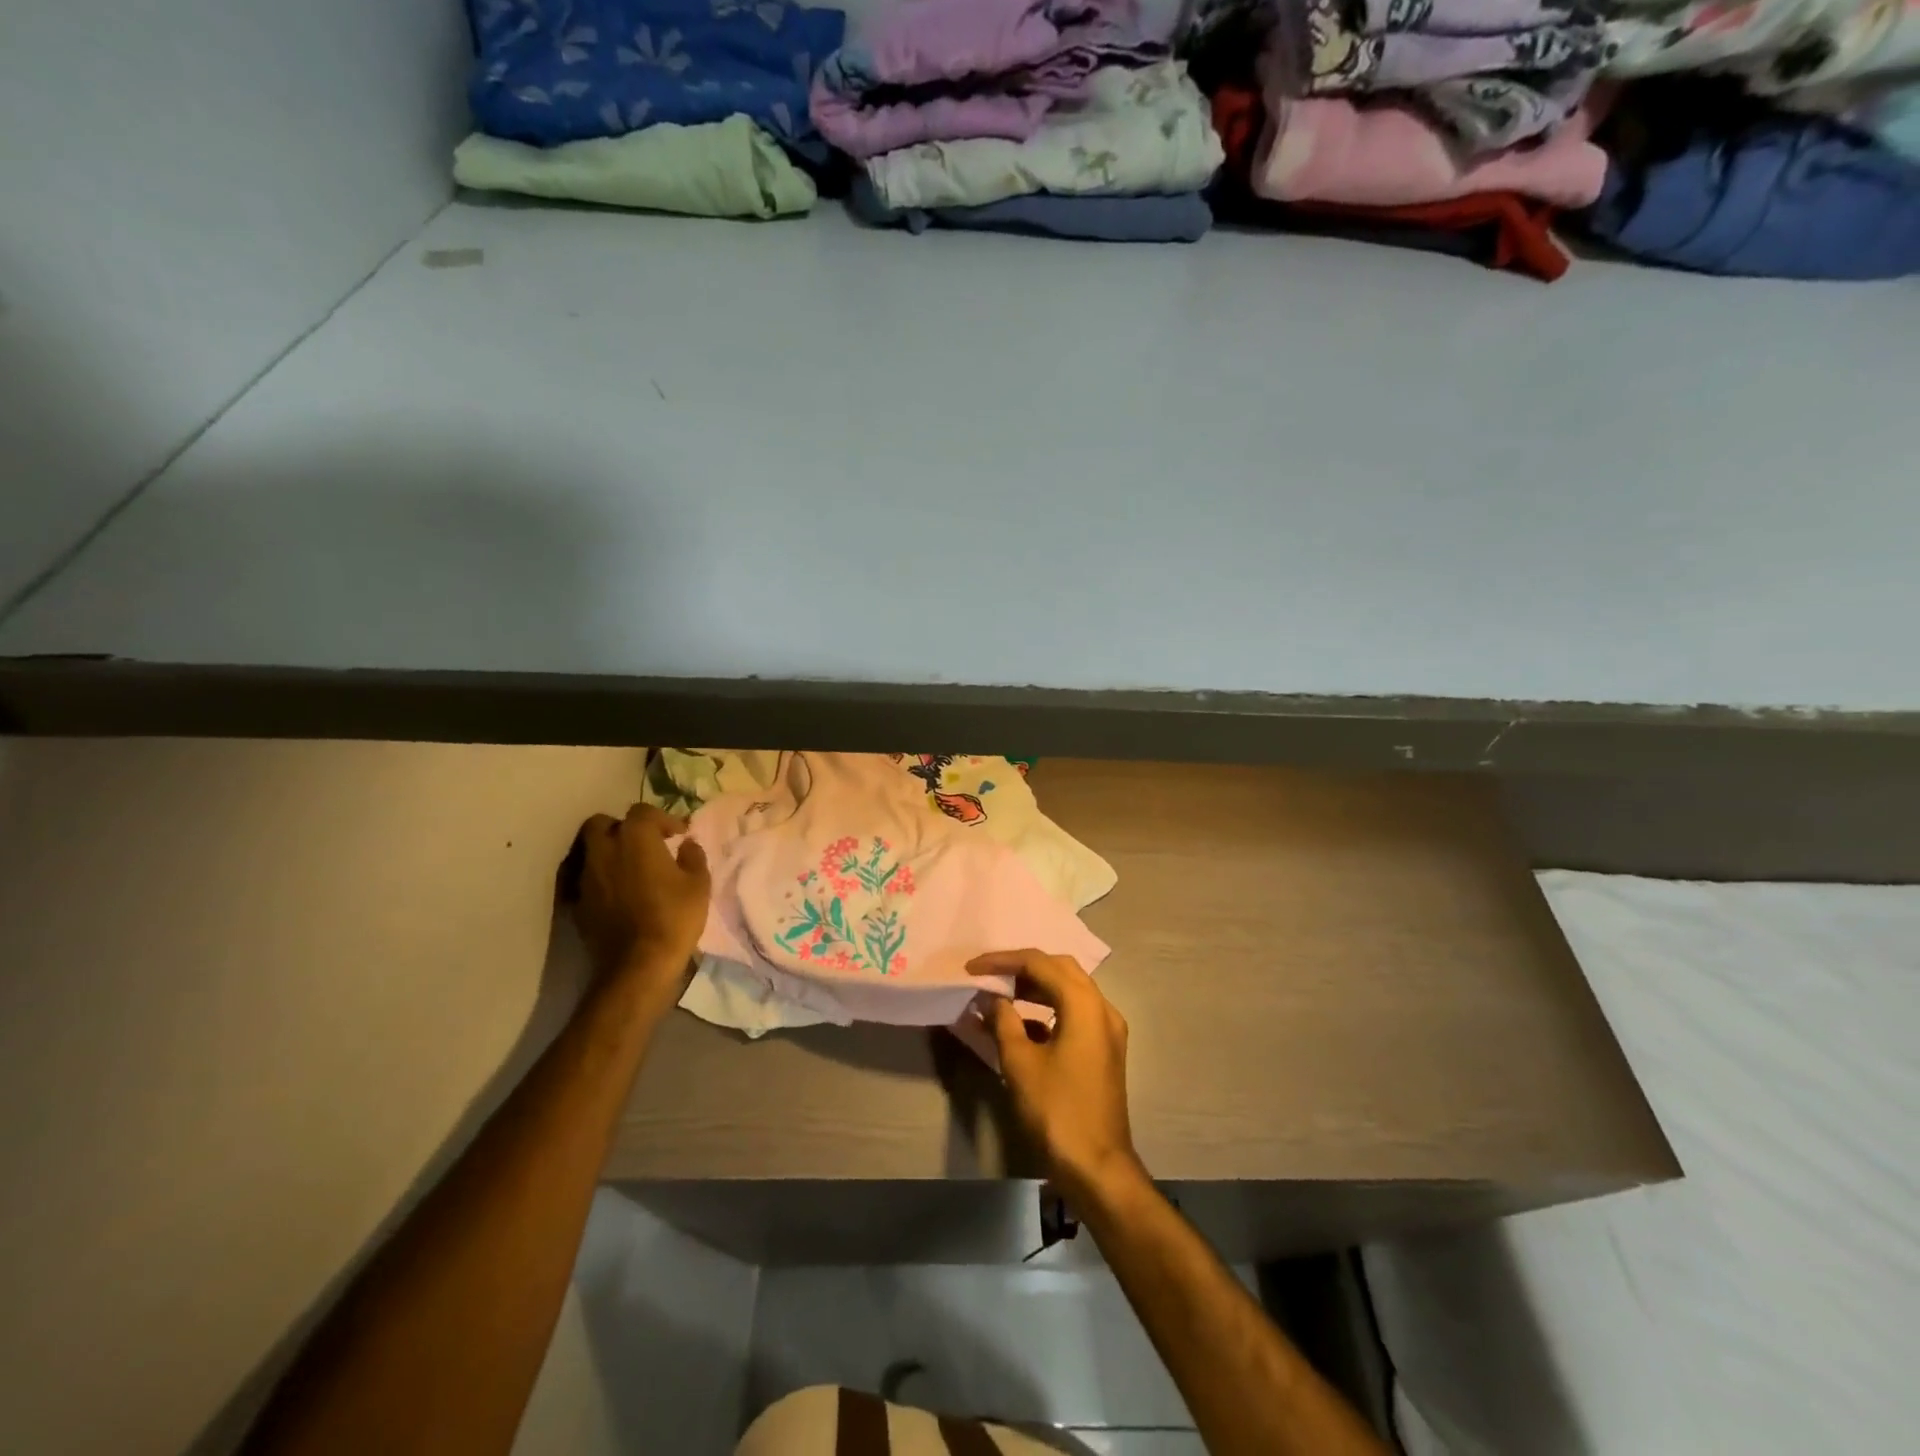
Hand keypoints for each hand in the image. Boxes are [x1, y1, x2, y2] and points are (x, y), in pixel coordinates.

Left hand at [570, 804, 710, 995]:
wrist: (638, 963)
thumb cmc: (674, 916)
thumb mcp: (699, 883)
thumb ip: (693, 856)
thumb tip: (686, 844)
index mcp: (636, 838)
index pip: (642, 811)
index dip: (661, 819)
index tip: (677, 835)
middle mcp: (604, 850)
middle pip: (601, 823)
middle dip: (621, 828)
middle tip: (642, 843)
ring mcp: (586, 876)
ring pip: (589, 850)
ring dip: (608, 852)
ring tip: (629, 867)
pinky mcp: (578, 901)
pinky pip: (586, 878)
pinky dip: (600, 877)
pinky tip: (617, 891)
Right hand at [968, 949, 1146, 1209]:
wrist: (1097, 1166)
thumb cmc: (1057, 1111)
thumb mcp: (1020, 1063)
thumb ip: (1004, 1022)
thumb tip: (992, 1000)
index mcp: (1084, 1004)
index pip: (1039, 963)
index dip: (1003, 961)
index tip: (972, 967)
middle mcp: (1102, 1008)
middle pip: (1060, 969)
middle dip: (1022, 967)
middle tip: (989, 975)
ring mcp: (1107, 1030)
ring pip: (1069, 990)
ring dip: (1035, 987)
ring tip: (1000, 994)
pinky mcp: (1104, 1050)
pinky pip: (1075, 1013)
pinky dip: (1048, 1010)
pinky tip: (1021, 1024)